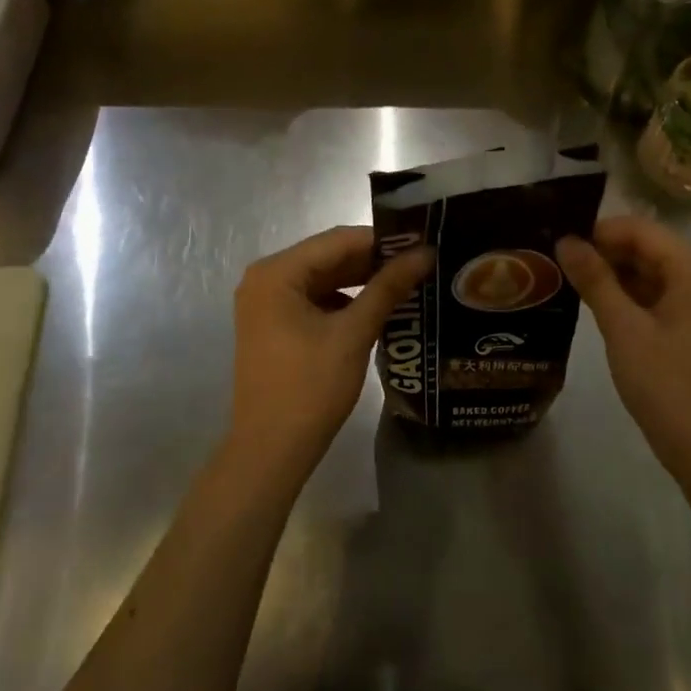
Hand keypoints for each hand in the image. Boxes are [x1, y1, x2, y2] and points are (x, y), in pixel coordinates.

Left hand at [230, 225, 433, 481]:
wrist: (271, 450)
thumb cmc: (310, 387)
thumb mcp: (353, 333)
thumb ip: (388, 288)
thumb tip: (424, 254)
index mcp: (277, 272)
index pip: (338, 240)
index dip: (383, 240)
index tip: (423, 242)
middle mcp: (265, 278)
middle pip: (329, 256)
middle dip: (374, 261)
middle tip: (421, 262)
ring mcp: (266, 302)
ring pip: (323, 278)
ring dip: (362, 281)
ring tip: (408, 281)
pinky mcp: (273, 324)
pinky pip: (314, 299)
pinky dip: (345, 300)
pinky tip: (378, 308)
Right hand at [557, 216, 690, 482]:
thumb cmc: (666, 383)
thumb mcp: (623, 328)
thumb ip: (594, 279)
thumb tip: (565, 239)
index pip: (637, 228)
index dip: (596, 232)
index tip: (555, 243)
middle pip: (643, 245)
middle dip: (601, 251)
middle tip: (553, 261)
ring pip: (645, 269)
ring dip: (609, 273)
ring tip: (564, 279)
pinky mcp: (688, 321)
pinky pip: (652, 292)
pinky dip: (624, 294)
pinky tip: (590, 303)